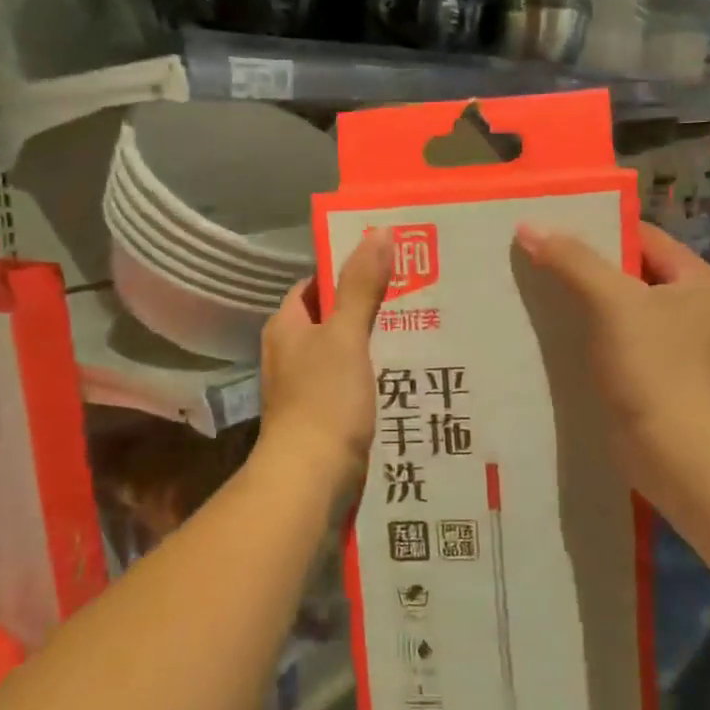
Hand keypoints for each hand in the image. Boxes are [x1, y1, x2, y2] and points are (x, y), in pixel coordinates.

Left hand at [255, 231, 392, 496]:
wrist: (310, 477)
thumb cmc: (324, 399)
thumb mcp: (346, 335)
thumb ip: (361, 286)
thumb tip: (377, 233)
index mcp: (287, 326)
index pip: (316, 285)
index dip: (347, 270)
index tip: (388, 262)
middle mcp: (291, 352)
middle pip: (333, 318)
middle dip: (370, 307)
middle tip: (415, 294)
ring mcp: (306, 385)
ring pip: (346, 351)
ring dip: (376, 342)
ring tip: (421, 329)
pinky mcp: (324, 414)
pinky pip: (352, 381)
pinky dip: (375, 374)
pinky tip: (407, 372)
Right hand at [515, 220, 709, 499]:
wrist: (673, 452)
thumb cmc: (653, 367)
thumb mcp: (613, 302)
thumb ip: (573, 261)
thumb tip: (529, 227)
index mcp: (698, 281)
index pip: (643, 237)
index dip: (598, 228)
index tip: (552, 225)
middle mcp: (692, 308)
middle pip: (629, 271)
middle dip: (584, 265)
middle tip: (536, 255)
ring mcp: (674, 344)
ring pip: (619, 307)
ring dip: (582, 300)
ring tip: (535, 288)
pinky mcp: (653, 374)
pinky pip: (615, 338)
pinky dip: (587, 332)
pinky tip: (552, 330)